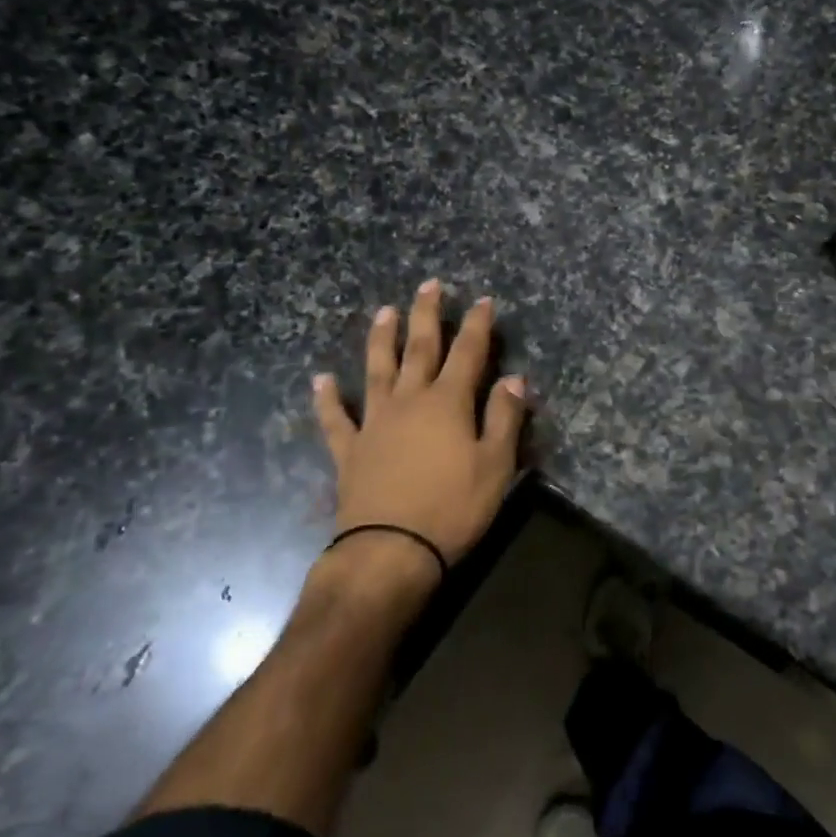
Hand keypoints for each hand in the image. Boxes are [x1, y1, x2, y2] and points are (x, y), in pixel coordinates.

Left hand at [311, 280, 525, 592]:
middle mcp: (409, 402)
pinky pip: (336, 419)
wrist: (391, 551)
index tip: (482, 300)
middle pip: (420, 349)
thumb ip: (505, 418)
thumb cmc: (454, 507)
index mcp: (448, 403)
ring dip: (382, 340)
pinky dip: (328, 399)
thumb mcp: (496, 465)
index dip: (477, 325)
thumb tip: (514, 379)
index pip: (468, 353)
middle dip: (427, 315)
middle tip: (428, 285)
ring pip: (377, 371)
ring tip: (383, 312)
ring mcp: (374, 423)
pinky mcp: (350, 451)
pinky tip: (321, 380)